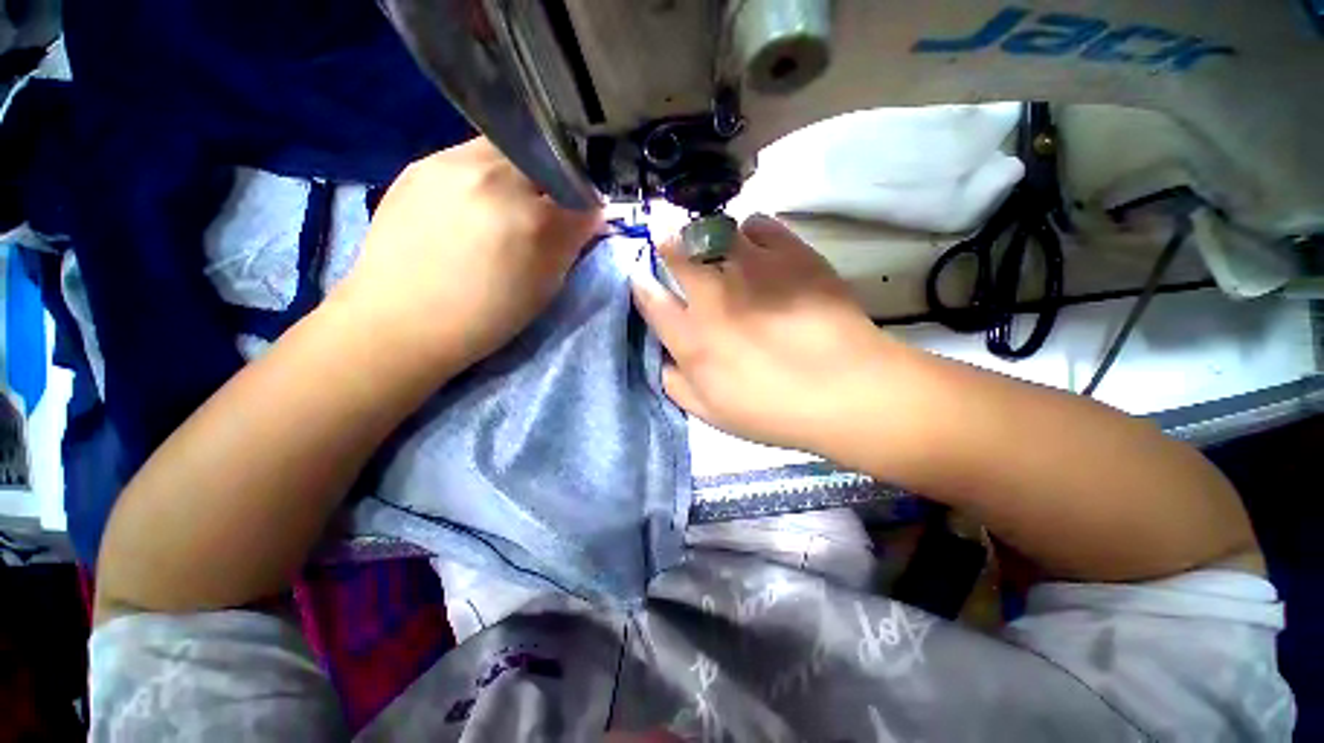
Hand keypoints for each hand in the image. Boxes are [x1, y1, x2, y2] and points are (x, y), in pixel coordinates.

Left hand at [332, 138, 601, 373]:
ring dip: (521, 175)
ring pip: (509, 151)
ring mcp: (452, 163)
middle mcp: (495, 178)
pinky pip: (471, 156)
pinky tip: (474, 204)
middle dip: (556, 185)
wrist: (400, 319)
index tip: (584, 221)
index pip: (580, 195)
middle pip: (546, 161)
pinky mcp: (422, 163)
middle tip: (546, 213)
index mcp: (532, 220)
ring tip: (508, 206)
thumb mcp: (545, 289)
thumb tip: (588, 217)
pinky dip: (486, 176)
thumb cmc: (485, 317)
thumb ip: (570, 246)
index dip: (587, 209)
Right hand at [631, 214, 890, 453]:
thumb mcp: (711, 414)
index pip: (650, 299)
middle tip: (671, 244)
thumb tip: (662, 356)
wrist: (848, 391)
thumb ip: (675, 383)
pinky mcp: (791, 253)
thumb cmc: (775, 410)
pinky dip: (751, 233)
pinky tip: (759, 250)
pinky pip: (758, 224)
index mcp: (692, 338)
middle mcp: (713, 295)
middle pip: (675, 251)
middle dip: (666, 244)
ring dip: (707, 236)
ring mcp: (752, 268)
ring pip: (713, 229)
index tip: (642, 278)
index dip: (641, 285)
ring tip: (718, 249)